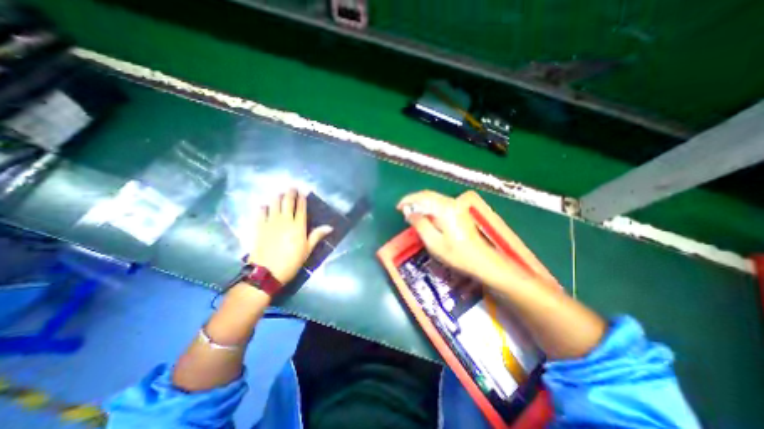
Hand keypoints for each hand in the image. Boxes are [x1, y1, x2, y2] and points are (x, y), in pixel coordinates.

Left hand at [250, 190, 333, 285]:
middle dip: (290, 193)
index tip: (302, 192)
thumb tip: (329, 227)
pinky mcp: (259, 227)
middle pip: (287, 203)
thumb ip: (317, 235)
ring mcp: (270, 223)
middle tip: (292, 187)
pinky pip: (260, 213)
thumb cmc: (291, 262)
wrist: (267, 272)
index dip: (302, 199)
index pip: (301, 208)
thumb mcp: (307, 250)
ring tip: (279, 192)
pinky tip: (264, 205)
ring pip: (274, 204)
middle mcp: (284, 220)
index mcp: (298, 226)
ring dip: (277, 197)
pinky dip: (263, 208)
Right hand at [397, 191, 551, 290]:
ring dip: (421, 204)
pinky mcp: (459, 212)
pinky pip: (440, 204)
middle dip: (414, 201)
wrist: (482, 261)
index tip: (398, 207)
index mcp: (445, 209)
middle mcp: (452, 203)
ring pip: (434, 199)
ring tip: (411, 213)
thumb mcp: (433, 242)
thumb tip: (409, 212)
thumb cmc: (456, 254)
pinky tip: (425, 216)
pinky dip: (429, 207)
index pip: (423, 197)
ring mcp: (457, 207)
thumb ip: (420, 224)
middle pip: (429, 195)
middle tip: (403, 210)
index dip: (408, 200)